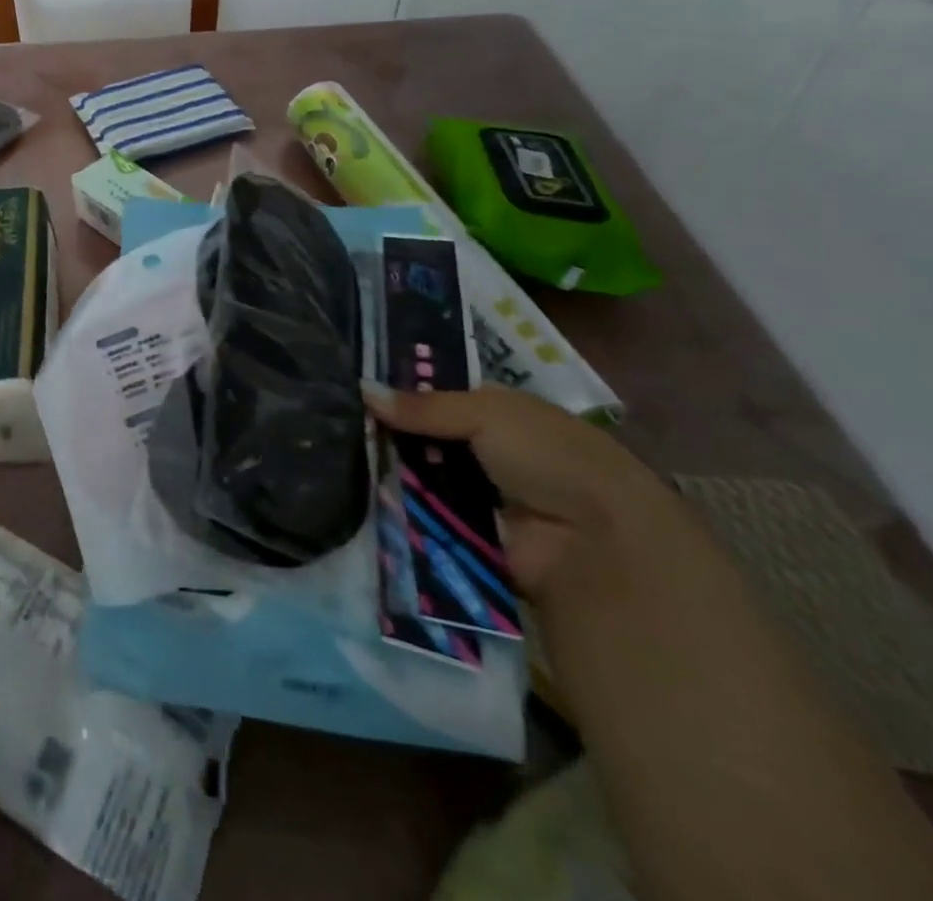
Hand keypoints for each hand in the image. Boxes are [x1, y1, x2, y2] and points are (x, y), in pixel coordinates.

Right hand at [361, 381, 672, 598]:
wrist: (597, 545)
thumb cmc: (550, 458)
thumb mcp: (488, 414)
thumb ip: (424, 405)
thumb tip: (362, 390)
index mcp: (500, 413)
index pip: (439, 395)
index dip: (401, 391)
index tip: (353, 386)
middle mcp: (487, 451)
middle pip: (424, 436)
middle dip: (387, 431)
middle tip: (335, 420)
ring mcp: (476, 495)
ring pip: (419, 475)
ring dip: (388, 469)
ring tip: (334, 453)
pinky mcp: (465, 535)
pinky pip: (423, 516)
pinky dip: (399, 508)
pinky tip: (359, 491)